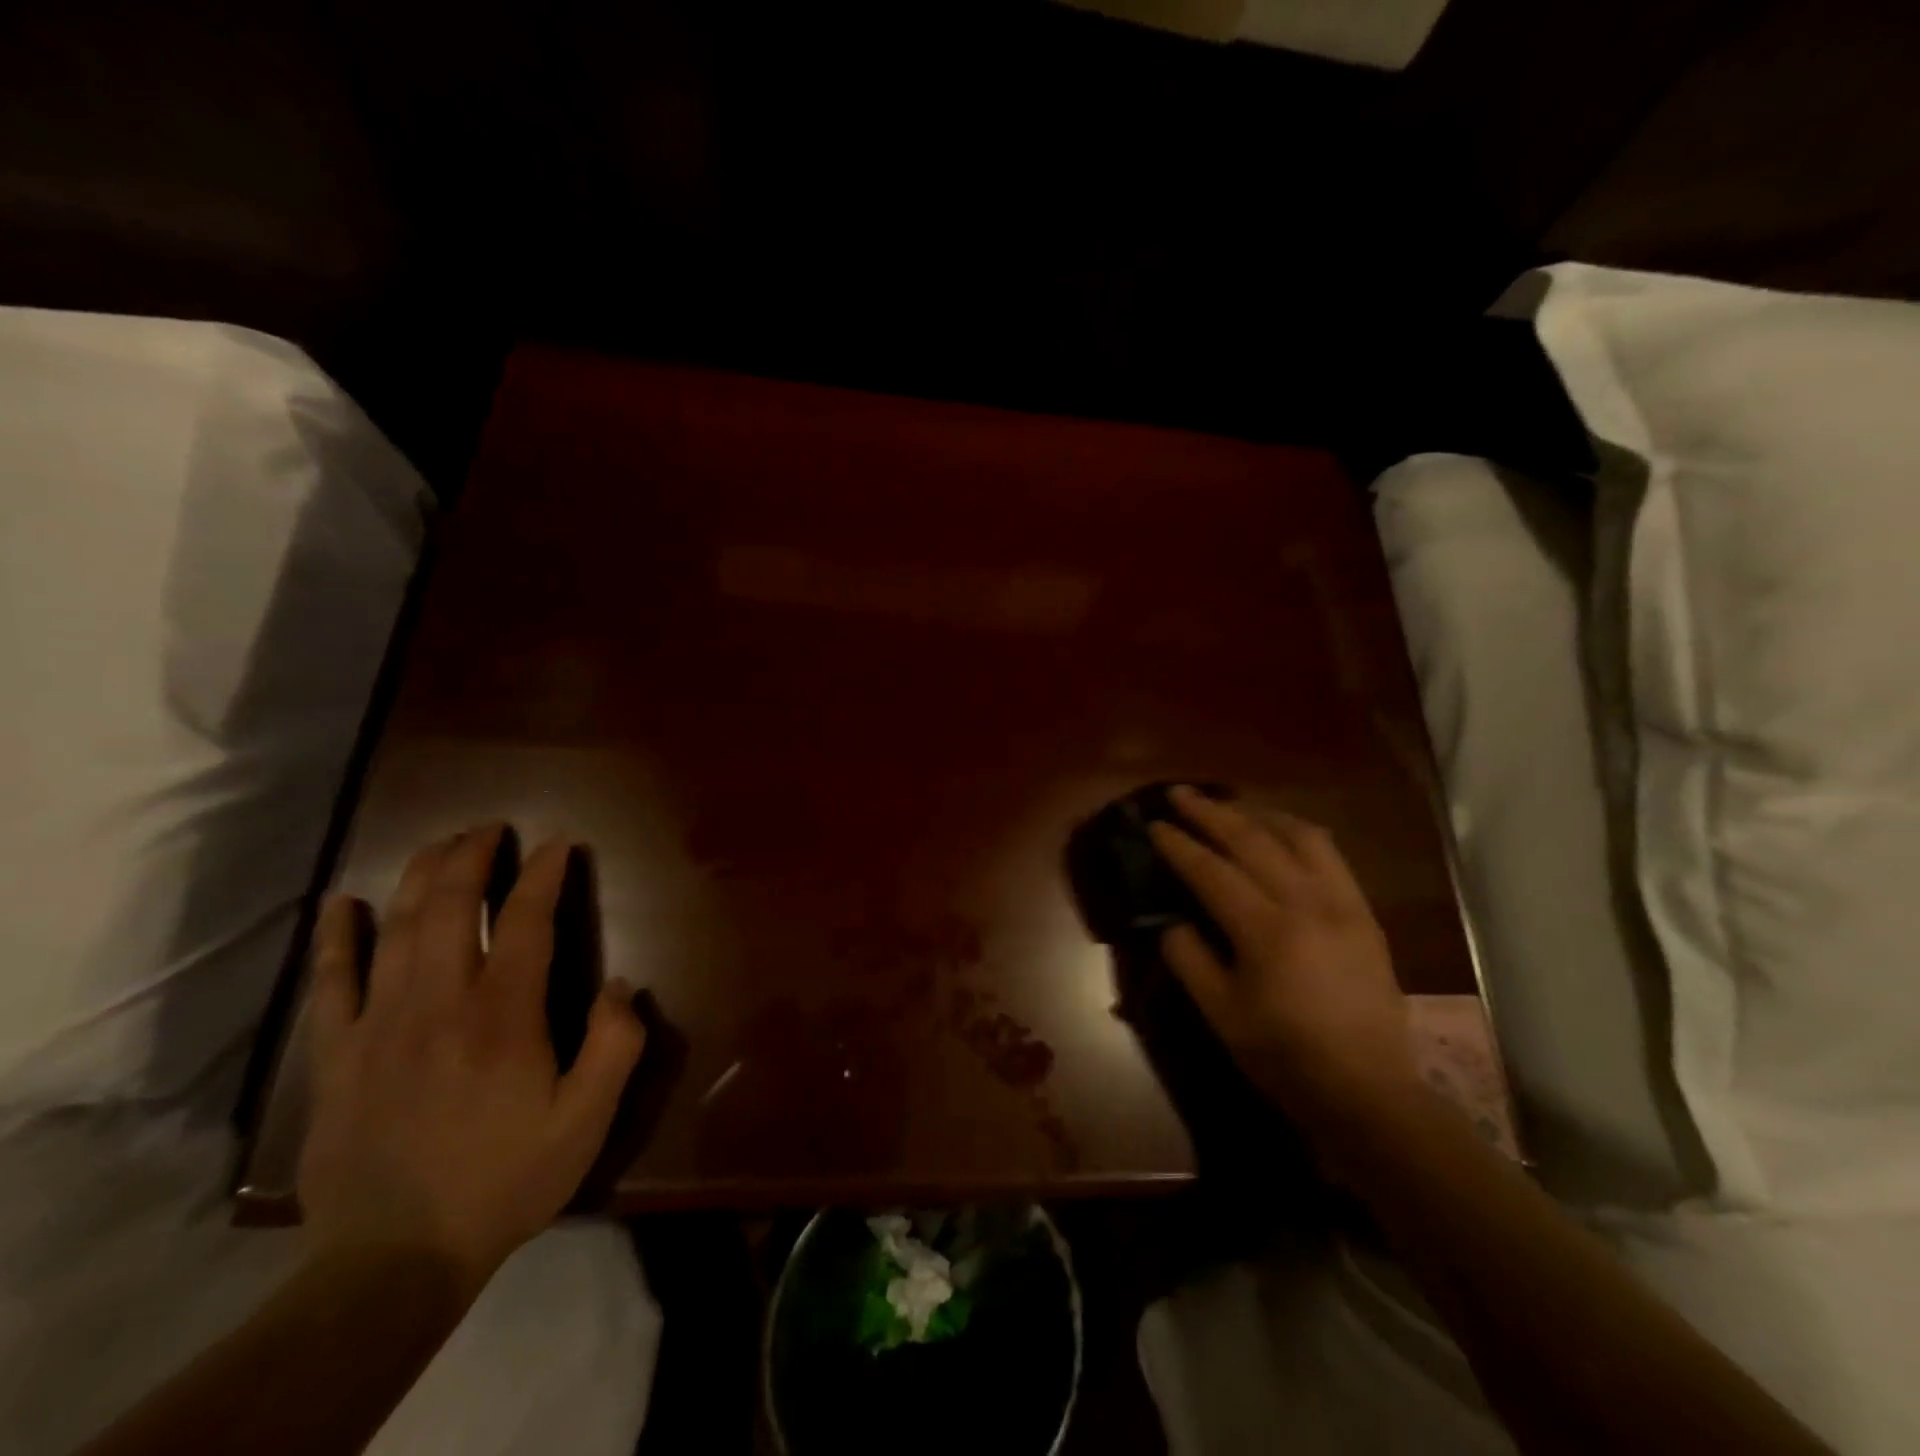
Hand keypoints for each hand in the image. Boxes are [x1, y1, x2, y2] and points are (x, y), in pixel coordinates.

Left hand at [299, 826, 646, 1295]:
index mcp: (503, 1016)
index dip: (541, 875)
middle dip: (471, 857)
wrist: (395, 1262)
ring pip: (396, 930)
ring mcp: (380, 1027)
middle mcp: (439, 1004)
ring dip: (419, 877)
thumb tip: (623, 984)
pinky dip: (336, 938)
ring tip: (439, 844)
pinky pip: (331, 984)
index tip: (558, 844)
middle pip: (449, 908)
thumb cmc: (506, 1181)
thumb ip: (616, 1045)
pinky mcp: (338, 1057)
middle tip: (489, 828)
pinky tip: (341, 903)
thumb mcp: (588, 1120)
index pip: (524, 922)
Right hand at [1149, 787, 1416, 1129]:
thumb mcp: (1221, 1015)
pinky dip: (1298, 833)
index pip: (1212, 871)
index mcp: (1266, 931)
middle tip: (1181, 793)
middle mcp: (1307, 903)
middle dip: (1211, 812)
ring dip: (1258, 814)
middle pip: (1252, 840)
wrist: (1368, 1091)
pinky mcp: (1364, 914)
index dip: (1179, 845)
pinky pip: (1331, 855)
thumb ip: (1189, 959)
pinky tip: (1282, 834)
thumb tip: (1174, 921)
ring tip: (1231, 806)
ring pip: (1299, 835)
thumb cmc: (1284, 1056)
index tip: (1155, 824)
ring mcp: (1342, 904)